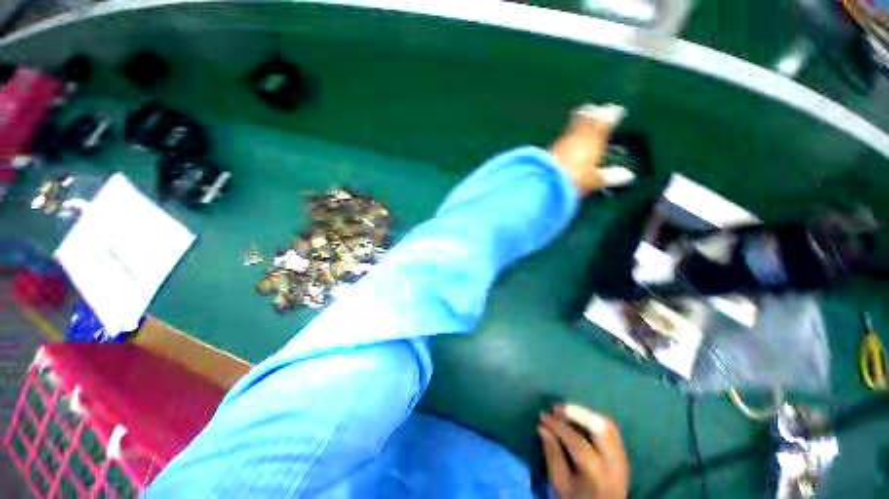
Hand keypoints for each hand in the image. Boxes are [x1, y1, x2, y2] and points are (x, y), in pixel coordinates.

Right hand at [538, 404, 629, 498]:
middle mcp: (614, 464)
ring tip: (567, 411)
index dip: (558, 426)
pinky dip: (594, 420)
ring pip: (608, 425)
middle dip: (577, 413)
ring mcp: (622, 459)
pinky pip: (611, 430)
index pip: (578, 442)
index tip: (543, 417)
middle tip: (557, 408)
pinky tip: (580, 420)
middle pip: (600, 428)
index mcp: (597, 475)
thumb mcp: (560, 484)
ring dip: (586, 414)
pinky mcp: (623, 456)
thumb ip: (552, 455)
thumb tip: (542, 427)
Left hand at [548, 104, 634, 195]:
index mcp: (595, 135)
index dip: (613, 114)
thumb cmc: (575, 178)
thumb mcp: (595, 180)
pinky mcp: (549, 148)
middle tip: (596, 109)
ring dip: (579, 119)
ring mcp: (562, 139)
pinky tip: (567, 138)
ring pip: (573, 124)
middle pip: (587, 116)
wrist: (545, 181)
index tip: (617, 111)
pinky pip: (563, 136)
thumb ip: (610, 176)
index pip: (607, 119)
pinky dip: (568, 134)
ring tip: (582, 116)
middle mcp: (578, 133)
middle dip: (593, 112)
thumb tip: (628, 176)